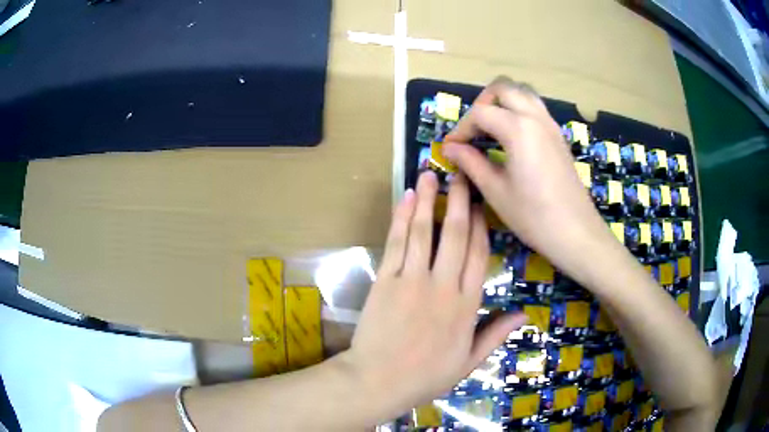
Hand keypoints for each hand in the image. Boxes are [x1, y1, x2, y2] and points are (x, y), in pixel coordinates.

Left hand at [339, 171, 526, 418]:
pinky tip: (406, 198)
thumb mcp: (468, 362)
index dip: (482, 226)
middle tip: (460, 175)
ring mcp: (411, 280)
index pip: (480, 255)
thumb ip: (495, 334)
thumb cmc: (425, 376)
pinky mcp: (385, 280)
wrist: (378, 381)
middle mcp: (442, 286)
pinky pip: (396, 242)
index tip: (481, 204)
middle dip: (459, 202)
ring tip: (431, 174)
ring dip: (428, 200)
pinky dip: (401, 218)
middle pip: (456, 235)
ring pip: (424, 231)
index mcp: (466, 305)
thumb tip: (523, 314)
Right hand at [442, 76, 618, 281]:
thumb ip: (471, 163)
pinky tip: (511, 139)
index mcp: (518, 128)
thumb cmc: (534, 216)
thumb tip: (451, 148)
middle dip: (482, 103)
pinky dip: (518, 112)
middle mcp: (536, 117)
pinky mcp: (559, 137)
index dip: (461, 128)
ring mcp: (551, 125)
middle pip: (503, 88)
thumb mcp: (496, 191)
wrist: (576, 233)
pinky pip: (535, 109)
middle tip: (472, 130)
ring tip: (490, 130)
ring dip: (502, 103)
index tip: (451, 148)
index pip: (480, 113)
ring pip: (523, 94)